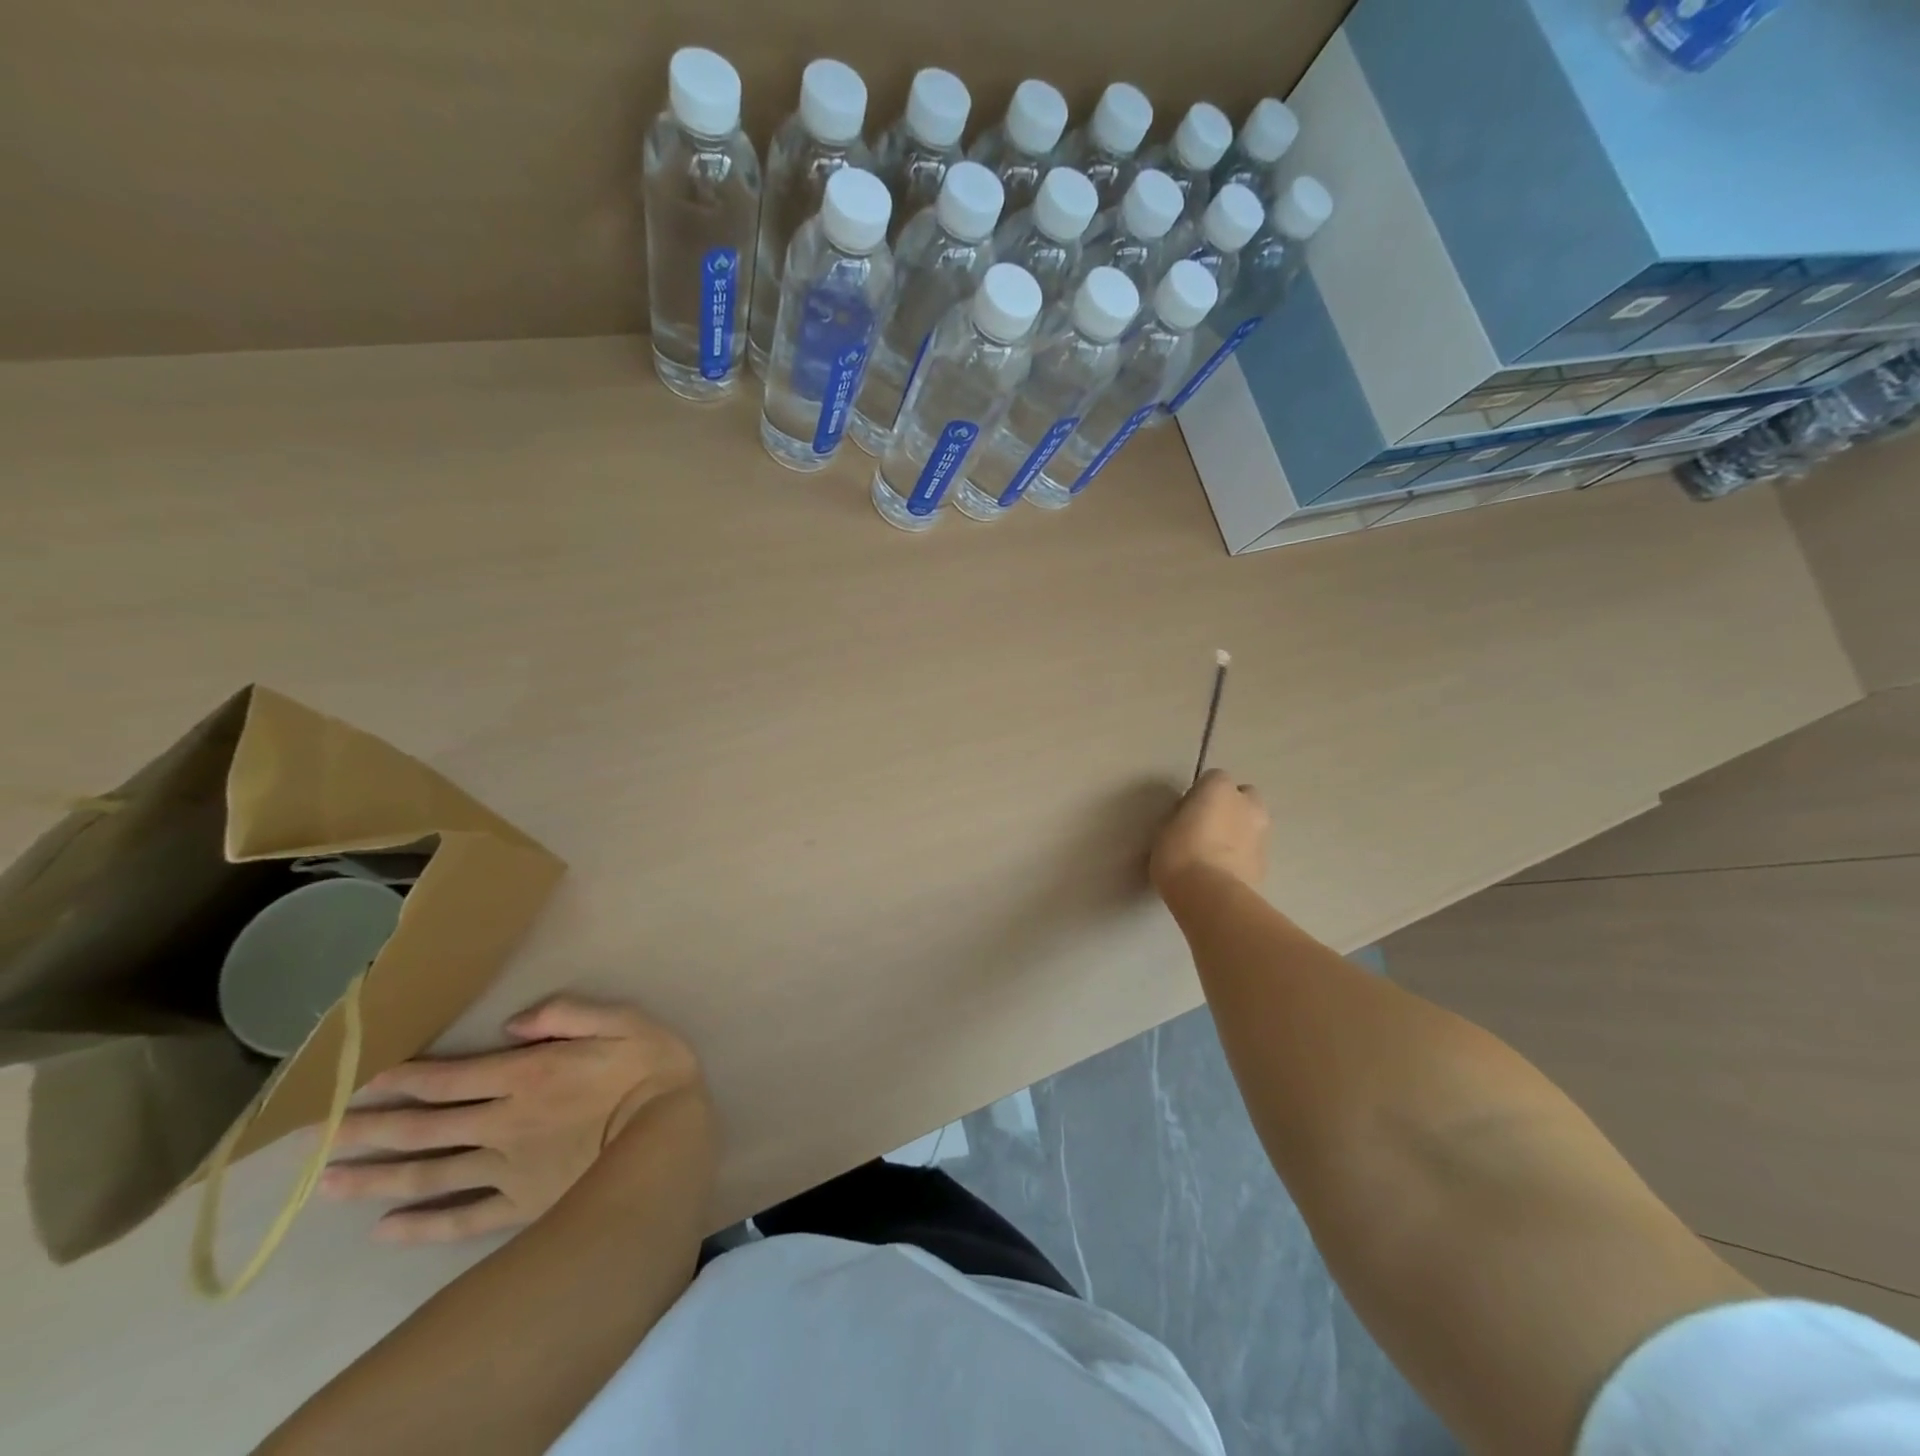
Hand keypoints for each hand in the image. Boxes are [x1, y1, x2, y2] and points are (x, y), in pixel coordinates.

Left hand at [320, 997, 703, 1243]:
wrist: (669, 1136)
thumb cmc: (651, 1069)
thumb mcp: (623, 1020)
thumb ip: (569, 1013)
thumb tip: (514, 1023)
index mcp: (526, 1074)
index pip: (449, 1078)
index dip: (401, 1079)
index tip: (357, 1083)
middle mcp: (503, 1122)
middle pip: (426, 1127)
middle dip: (371, 1129)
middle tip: (317, 1138)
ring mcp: (508, 1168)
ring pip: (430, 1174)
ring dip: (378, 1178)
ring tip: (328, 1184)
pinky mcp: (522, 1204)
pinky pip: (462, 1220)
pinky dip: (421, 1227)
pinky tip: (386, 1231)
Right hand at [1150, 769, 1269, 896]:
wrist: (1210, 895)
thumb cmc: (1178, 853)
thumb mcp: (1165, 828)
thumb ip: (1183, 816)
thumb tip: (1191, 820)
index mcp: (1220, 788)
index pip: (1213, 779)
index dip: (1200, 794)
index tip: (1186, 812)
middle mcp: (1247, 804)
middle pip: (1243, 797)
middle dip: (1230, 807)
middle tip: (1206, 827)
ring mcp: (1262, 833)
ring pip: (1251, 824)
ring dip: (1238, 832)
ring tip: (1214, 853)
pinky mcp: (1267, 863)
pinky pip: (1252, 851)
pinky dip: (1242, 856)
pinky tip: (1223, 873)